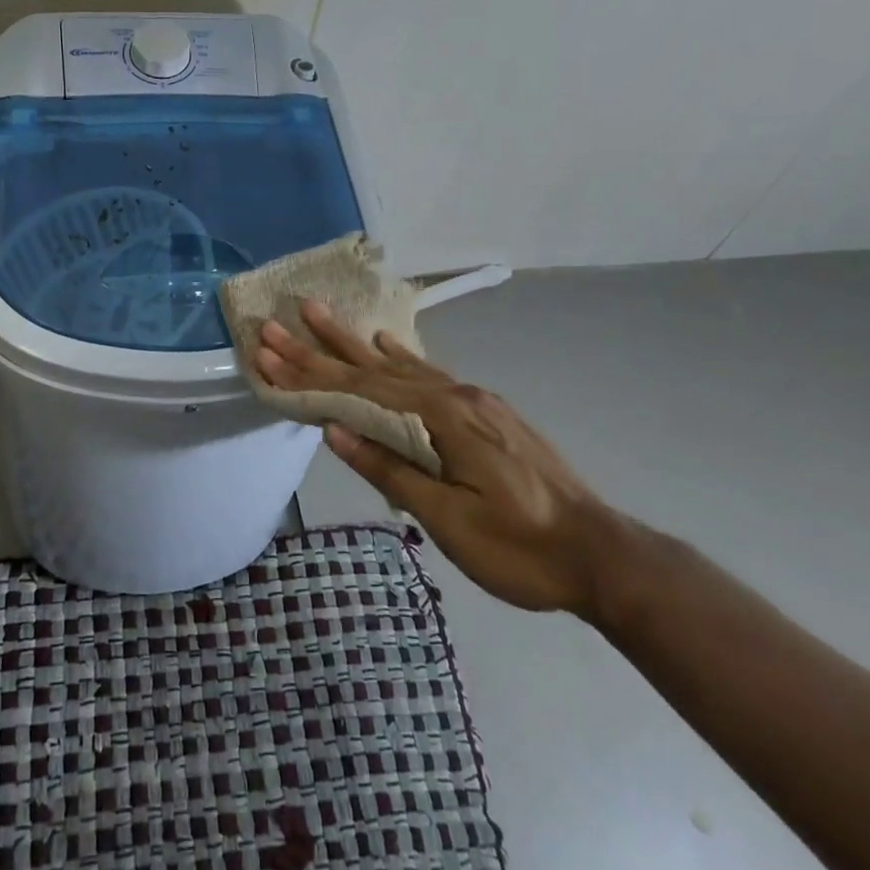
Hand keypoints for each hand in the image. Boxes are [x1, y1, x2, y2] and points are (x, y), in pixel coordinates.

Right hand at [256, 302, 622, 618]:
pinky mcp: (485, 411)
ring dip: (353, 345)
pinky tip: (383, 345)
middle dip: (320, 348)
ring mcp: (472, 400)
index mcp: (442, 418)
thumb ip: (390, 470)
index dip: (310, 373)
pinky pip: (430, 375)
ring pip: (399, 367)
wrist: (601, 554)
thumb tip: (334, 430)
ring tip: (319, 316)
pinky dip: (400, 359)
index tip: (268, 350)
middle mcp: (454, 396)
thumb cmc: (520, 549)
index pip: (360, 390)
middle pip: (372, 369)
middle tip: (276, 324)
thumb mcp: (449, 520)